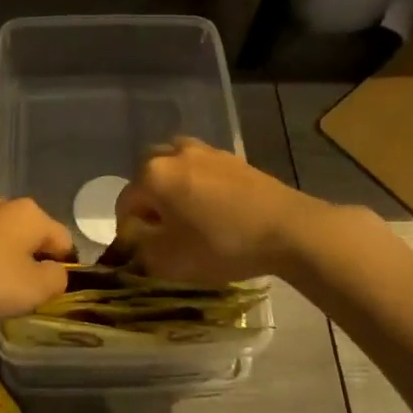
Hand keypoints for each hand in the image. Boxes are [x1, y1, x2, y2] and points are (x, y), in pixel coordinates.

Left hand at [0, 196, 73, 323]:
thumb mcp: (31, 290)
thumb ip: (56, 280)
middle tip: (18, 297)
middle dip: (28, 264)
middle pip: (29, 237)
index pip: (63, 239)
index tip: (49, 294)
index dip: (64, 268)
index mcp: (30, 214)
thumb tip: (56, 273)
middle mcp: (0, 204)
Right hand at [112, 137, 322, 284]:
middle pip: (148, 177)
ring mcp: (206, 151)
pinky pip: (203, 169)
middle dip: (149, 203)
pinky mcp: (233, 158)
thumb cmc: (220, 244)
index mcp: (153, 175)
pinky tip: (214, 209)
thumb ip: (140, 250)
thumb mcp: (169, 261)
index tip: (141, 254)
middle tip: (162, 231)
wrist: (287, 228)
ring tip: (188, 216)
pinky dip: (199, 185)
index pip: (125, 203)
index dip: (128, 232)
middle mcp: (174, 153)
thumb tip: (135, 240)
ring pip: (176, 167)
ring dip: (174, 188)